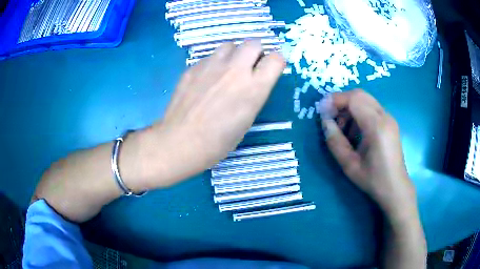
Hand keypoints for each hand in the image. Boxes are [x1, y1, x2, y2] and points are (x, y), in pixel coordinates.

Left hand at [124, 40, 285, 189]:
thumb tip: (252, 82)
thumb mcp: (246, 121)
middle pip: (254, 43)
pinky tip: (205, 79)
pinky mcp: (193, 67)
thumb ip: (253, 95)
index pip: (276, 59)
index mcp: (254, 88)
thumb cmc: (218, 141)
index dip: (276, 62)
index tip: (271, 68)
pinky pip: (209, 57)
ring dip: (234, 54)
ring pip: (230, 45)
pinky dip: (213, 64)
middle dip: (256, 51)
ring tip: (227, 69)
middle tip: (249, 66)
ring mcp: (212, 66)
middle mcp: (235, 70)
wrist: (181, 141)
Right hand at [318, 90, 415, 217]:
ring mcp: (389, 118)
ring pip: (365, 100)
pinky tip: (354, 132)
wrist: (395, 187)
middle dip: (341, 102)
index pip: (354, 99)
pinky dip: (358, 113)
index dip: (335, 100)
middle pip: (360, 95)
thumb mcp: (349, 165)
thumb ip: (335, 142)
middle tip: (330, 118)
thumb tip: (325, 122)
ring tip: (342, 129)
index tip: (321, 110)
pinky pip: (371, 108)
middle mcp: (385, 116)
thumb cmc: (373, 180)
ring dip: (349, 108)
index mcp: (377, 126)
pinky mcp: (389, 122)